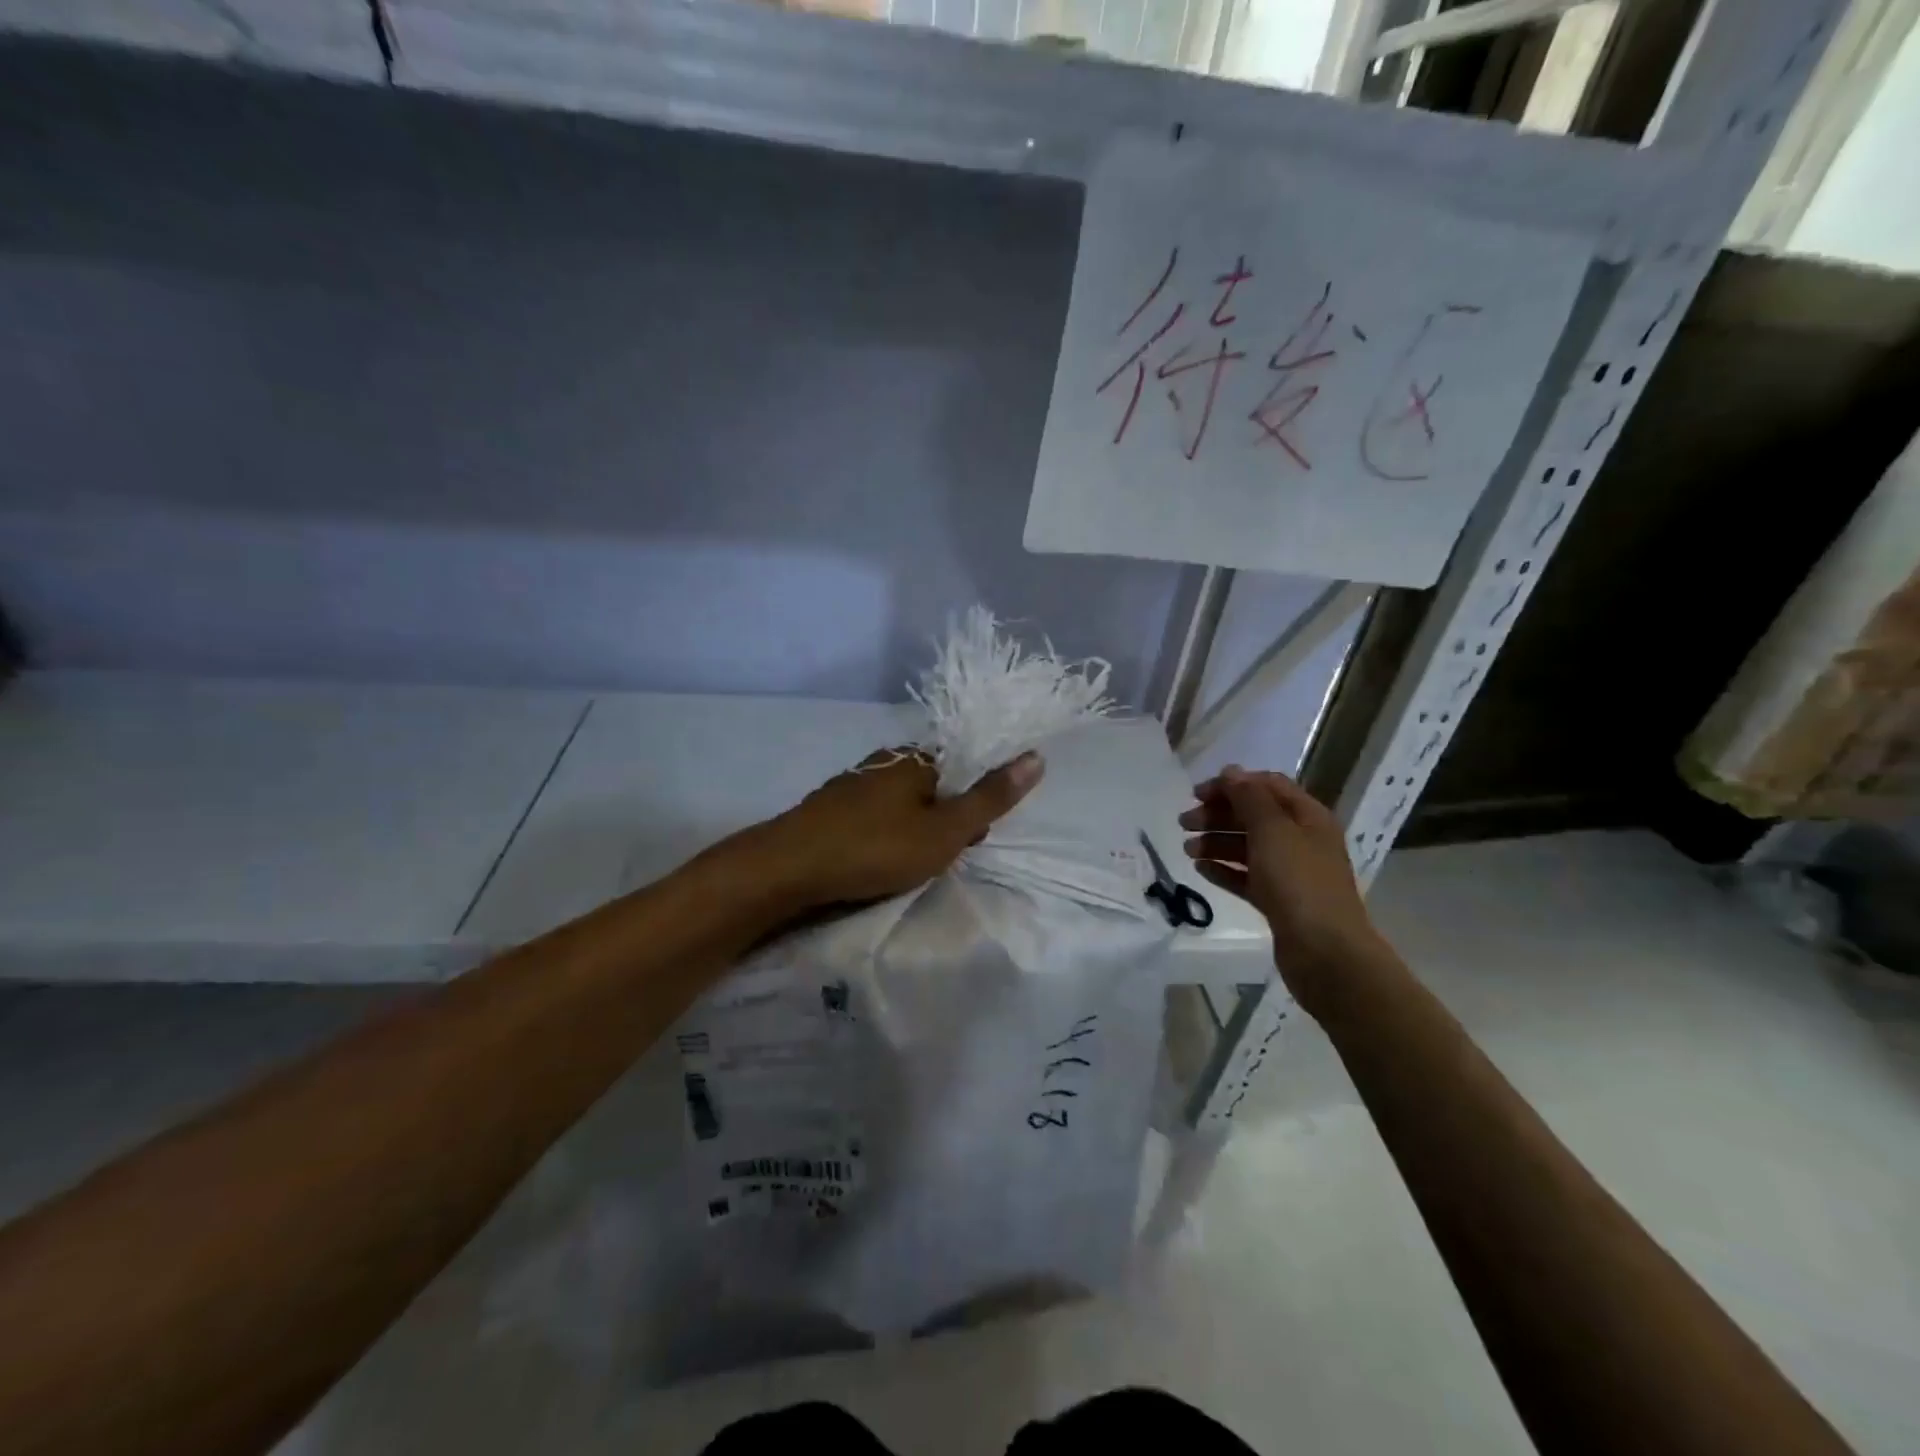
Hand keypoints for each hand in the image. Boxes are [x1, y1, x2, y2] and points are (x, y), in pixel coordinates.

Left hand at [745, 747, 1044, 910]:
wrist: (789, 867)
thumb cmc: (876, 848)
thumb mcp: (945, 830)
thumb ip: (990, 798)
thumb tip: (1037, 756)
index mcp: (913, 760)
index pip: (959, 771)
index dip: (971, 805)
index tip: (969, 839)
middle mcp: (881, 763)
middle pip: (928, 787)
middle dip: (940, 820)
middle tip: (938, 858)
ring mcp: (848, 786)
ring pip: (895, 805)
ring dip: (908, 831)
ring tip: (906, 866)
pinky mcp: (825, 811)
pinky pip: (867, 820)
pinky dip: (878, 838)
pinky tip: (871, 862)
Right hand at [1180, 765, 1381, 1009]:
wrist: (1325, 952)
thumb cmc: (1299, 882)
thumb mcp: (1272, 830)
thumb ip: (1250, 798)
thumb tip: (1231, 772)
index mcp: (1307, 816)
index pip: (1266, 786)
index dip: (1231, 785)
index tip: (1196, 794)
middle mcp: (1301, 839)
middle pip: (1254, 816)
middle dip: (1218, 815)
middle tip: (1184, 823)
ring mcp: (1291, 872)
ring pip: (1248, 847)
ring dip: (1216, 842)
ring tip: (1187, 850)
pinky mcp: (1279, 901)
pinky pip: (1247, 877)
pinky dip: (1224, 869)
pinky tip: (1201, 869)